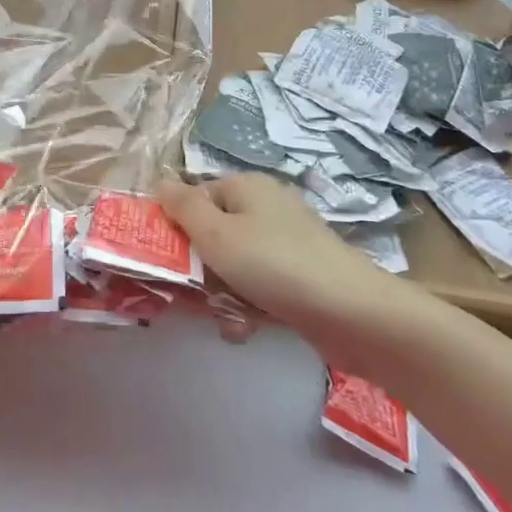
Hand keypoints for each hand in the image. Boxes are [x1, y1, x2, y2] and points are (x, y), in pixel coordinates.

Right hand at [156, 173, 403, 340]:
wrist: (352, 313)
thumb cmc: (273, 264)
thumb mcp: (216, 233)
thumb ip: (183, 207)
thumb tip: (159, 181)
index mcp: (246, 186)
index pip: (196, 198)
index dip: (178, 227)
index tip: (167, 260)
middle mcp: (267, 207)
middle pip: (214, 233)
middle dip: (201, 269)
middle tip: (194, 297)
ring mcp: (288, 242)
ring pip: (235, 264)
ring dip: (224, 294)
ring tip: (229, 320)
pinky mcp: (302, 275)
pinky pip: (261, 285)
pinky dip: (251, 305)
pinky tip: (248, 329)